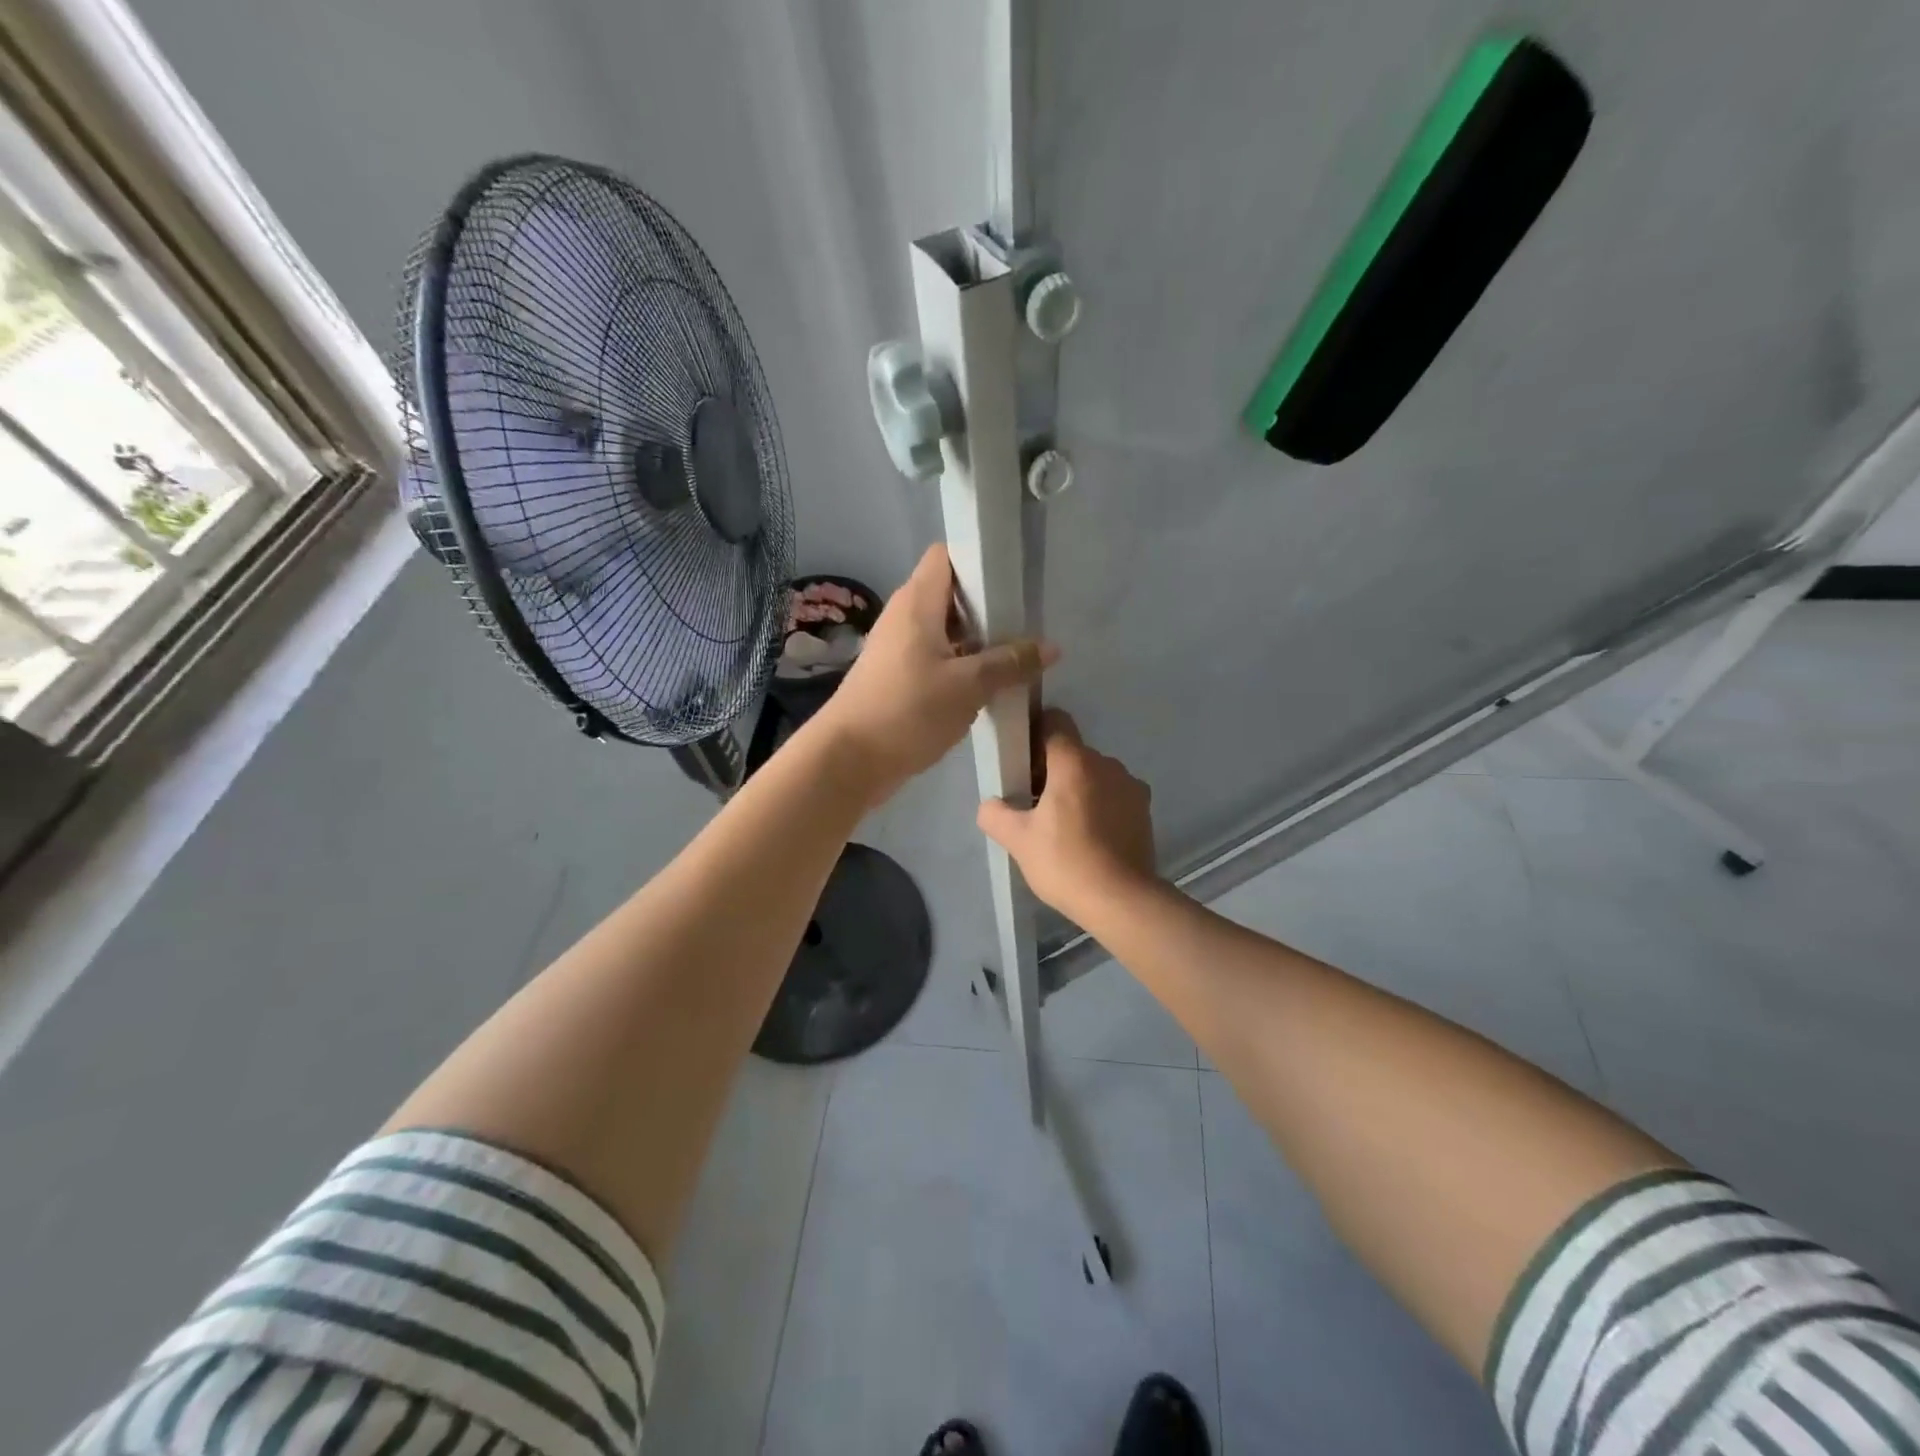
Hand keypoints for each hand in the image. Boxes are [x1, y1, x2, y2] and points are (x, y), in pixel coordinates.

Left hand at [810, 544, 1058, 803]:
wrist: (849, 760)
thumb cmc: (907, 710)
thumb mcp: (968, 686)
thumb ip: (1010, 663)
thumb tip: (1051, 648)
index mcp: (917, 602)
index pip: (947, 556)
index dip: (979, 559)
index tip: (1013, 578)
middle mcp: (905, 617)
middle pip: (951, 595)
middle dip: (988, 607)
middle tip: (1026, 624)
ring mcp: (899, 649)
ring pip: (947, 632)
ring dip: (978, 642)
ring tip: (1017, 656)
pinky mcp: (898, 678)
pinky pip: (937, 660)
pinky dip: (962, 667)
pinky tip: (989, 686)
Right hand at [977, 709, 1157, 924]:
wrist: (1122, 900)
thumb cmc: (1065, 862)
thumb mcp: (1017, 840)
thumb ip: (995, 814)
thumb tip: (990, 805)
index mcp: (1075, 762)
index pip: (1055, 721)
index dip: (1035, 733)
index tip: (1022, 760)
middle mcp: (1107, 764)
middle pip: (1073, 752)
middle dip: (1052, 769)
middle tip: (1033, 804)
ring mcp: (1130, 786)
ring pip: (1095, 774)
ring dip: (1078, 789)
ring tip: (1063, 826)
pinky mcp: (1144, 810)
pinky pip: (1114, 795)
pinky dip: (1100, 806)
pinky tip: (1089, 838)